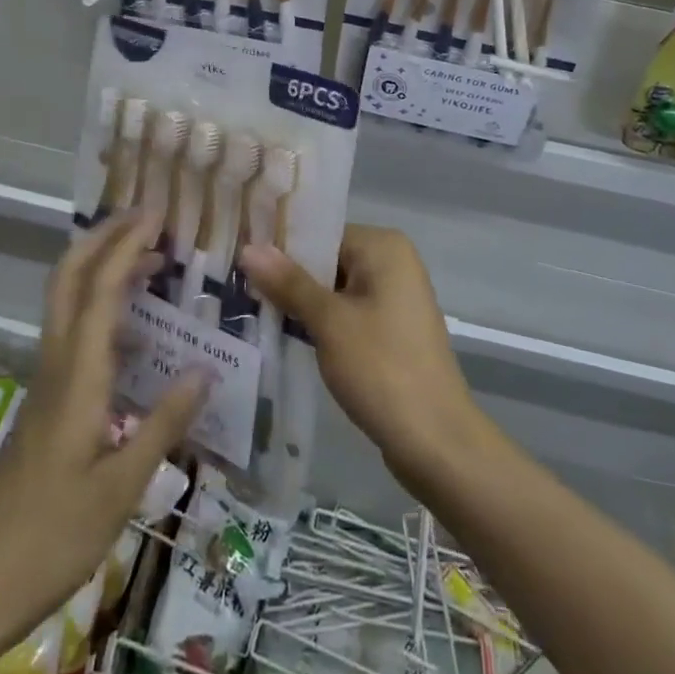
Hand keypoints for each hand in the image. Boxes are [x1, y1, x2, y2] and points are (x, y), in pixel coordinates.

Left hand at [0, 208, 207, 633]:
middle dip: (104, 237)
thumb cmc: (52, 537)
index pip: (101, 289)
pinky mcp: (47, 400)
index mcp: (78, 376)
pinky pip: (74, 331)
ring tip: (154, 262)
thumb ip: (164, 423)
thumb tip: (206, 368)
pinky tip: (140, 334)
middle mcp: (58, 363)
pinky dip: (104, 308)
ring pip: (69, 301)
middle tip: (148, 219)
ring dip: (104, 267)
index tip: (157, 215)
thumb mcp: (122, 487)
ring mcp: (47, 380)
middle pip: (69, 278)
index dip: (127, 244)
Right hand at [238, 224, 484, 486]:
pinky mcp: (392, 330)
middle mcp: (394, 262)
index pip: (321, 233)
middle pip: (328, 260)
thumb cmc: (381, 368)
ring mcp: (395, 297)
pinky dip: (321, 323)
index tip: (239, 261)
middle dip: (288, 278)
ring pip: (336, 289)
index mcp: (384, 246)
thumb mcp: (329, 322)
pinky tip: (286, 335)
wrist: (436, 440)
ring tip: (252, 311)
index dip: (281, 248)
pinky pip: (348, 313)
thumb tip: (249, 247)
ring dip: (302, 303)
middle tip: (238, 288)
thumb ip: (289, 283)